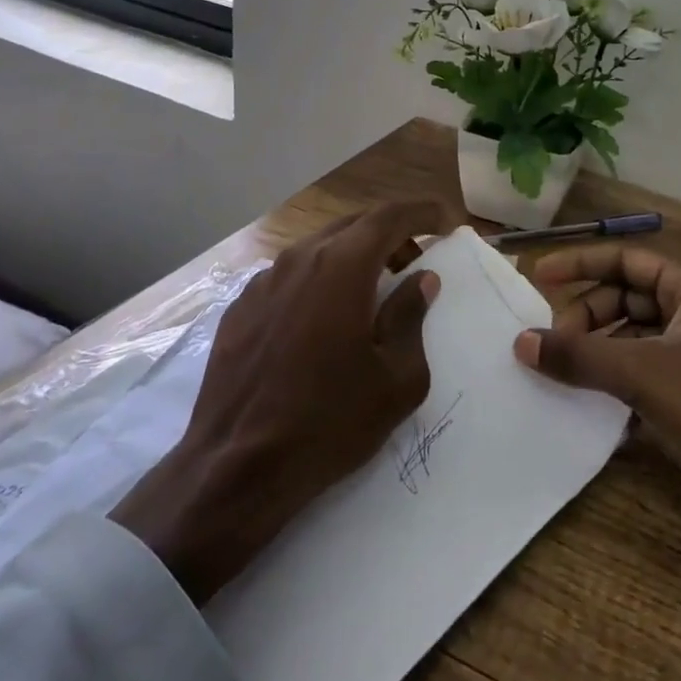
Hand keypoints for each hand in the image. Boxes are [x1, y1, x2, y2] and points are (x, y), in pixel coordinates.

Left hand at [112, 201, 451, 603]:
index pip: (389, 216)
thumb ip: (411, 317)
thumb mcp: (396, 378)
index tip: (444, 220)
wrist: (236, 467)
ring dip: (352, 256)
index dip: (422, 213)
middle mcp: (299, 259)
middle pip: (353, 225)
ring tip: (371, 290)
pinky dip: (318, 280)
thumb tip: (420, 279)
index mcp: (342, 267)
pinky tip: (323, 318)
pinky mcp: (240, 307)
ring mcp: (263, 281)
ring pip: (318, 248)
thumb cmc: (329, 422)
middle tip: (413, 261)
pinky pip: (289, 276)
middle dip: (389, 234)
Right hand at [513, 245, 680, 671]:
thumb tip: (522, 341)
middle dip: (589, 316)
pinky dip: (620, 383)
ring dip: (601, 352)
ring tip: (565, 373)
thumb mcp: (643, 377)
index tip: (539, 277)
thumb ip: (580, 356)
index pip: (629, 259)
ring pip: (639, 339)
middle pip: (631, 298)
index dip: (582, 264)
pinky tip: (592, 406)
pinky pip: (650, 375)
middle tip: (553, 344)